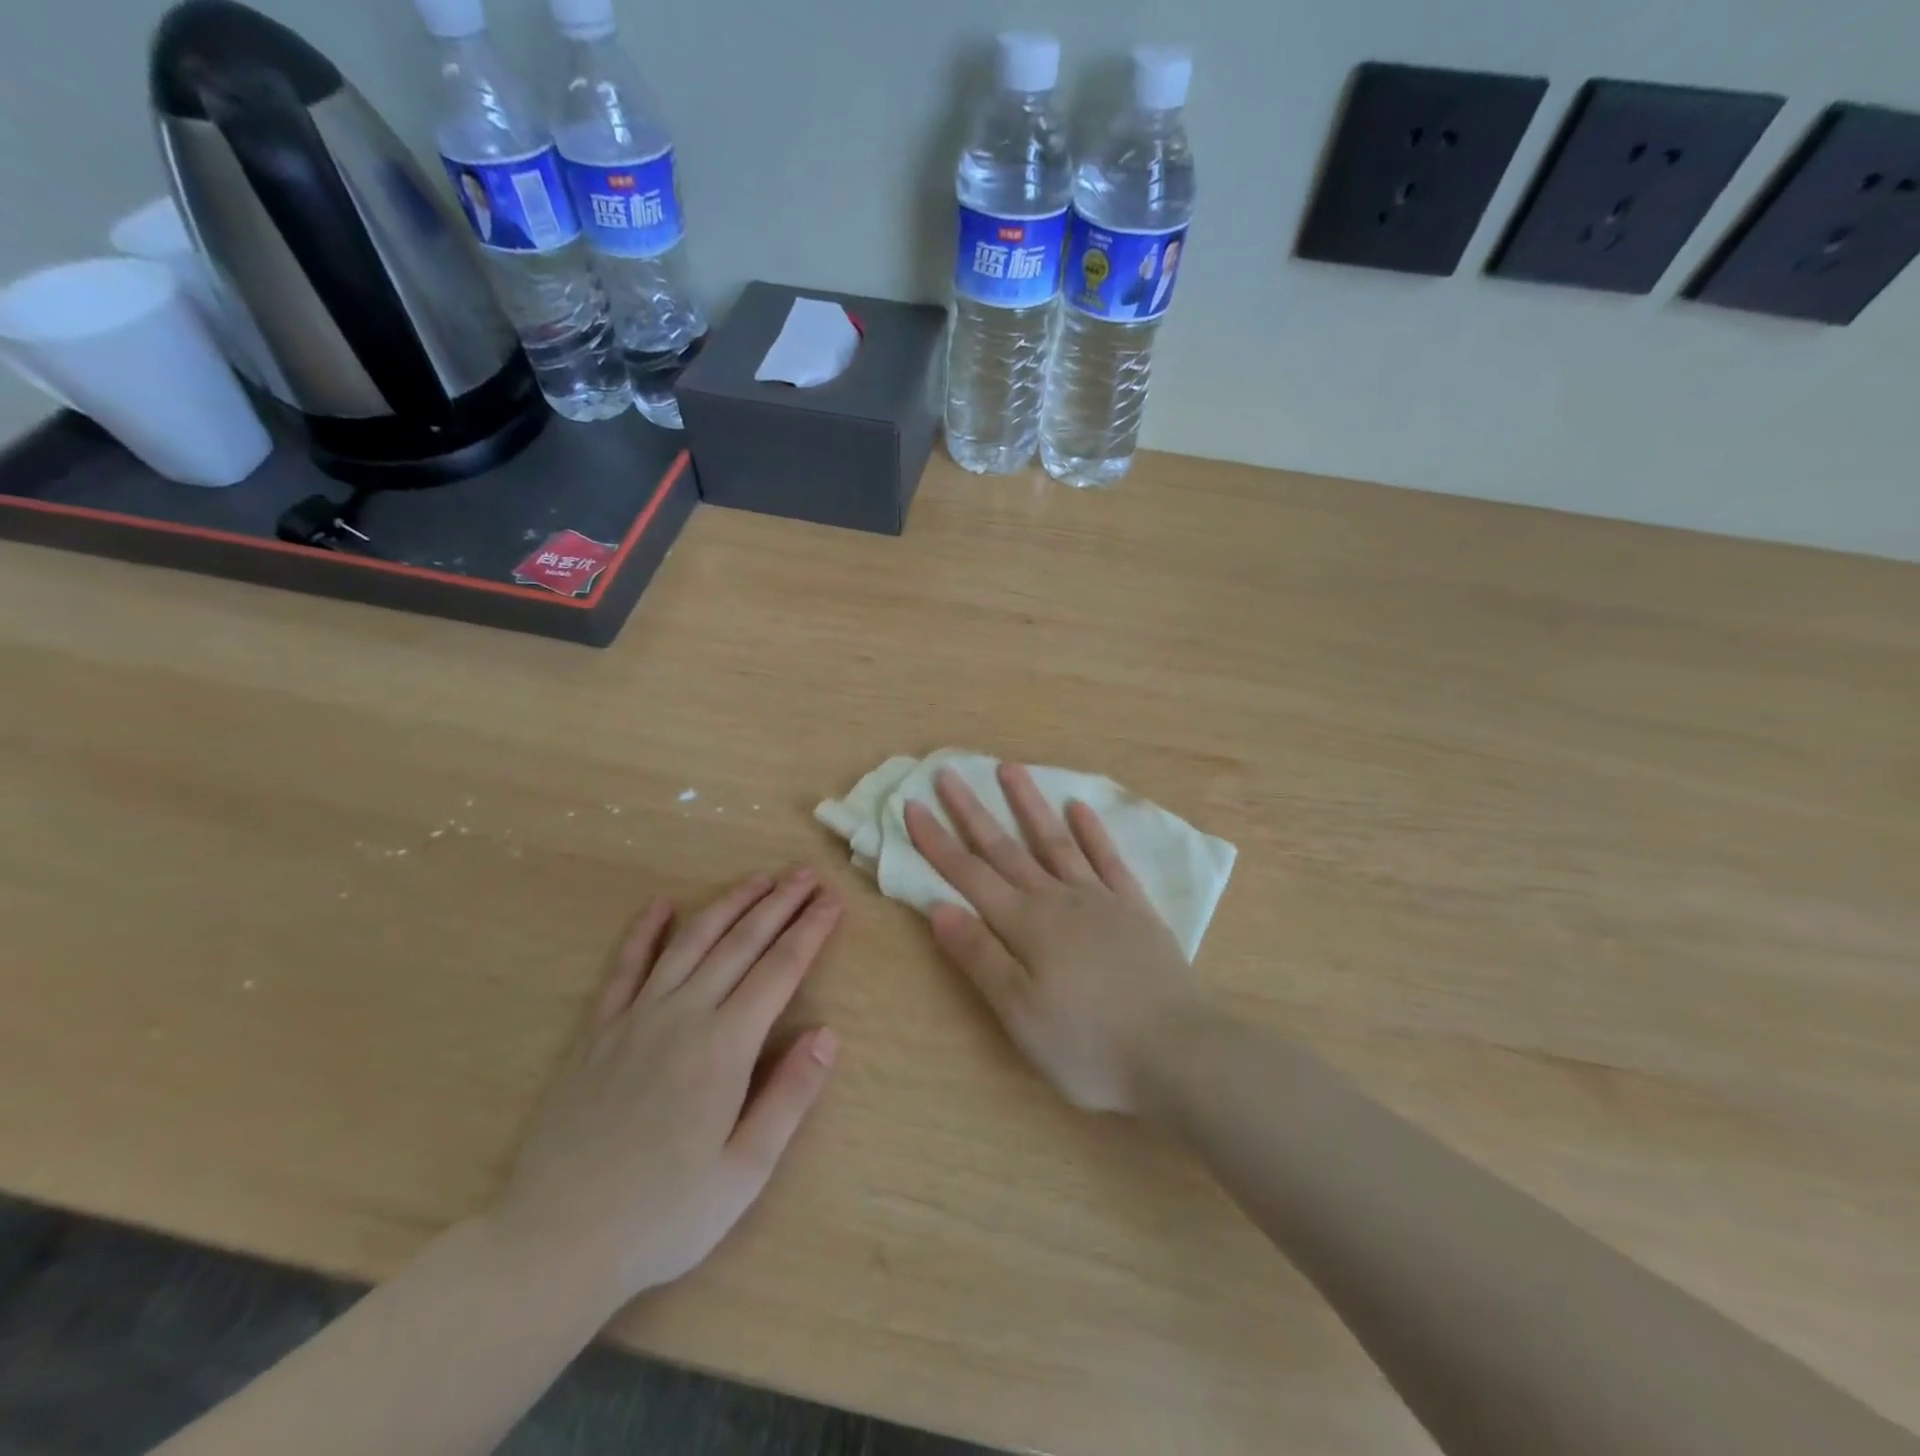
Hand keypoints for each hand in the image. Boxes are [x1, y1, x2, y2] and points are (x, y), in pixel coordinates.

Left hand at [491, 869, 842, 1306]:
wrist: (554, 1242)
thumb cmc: (663, 1215)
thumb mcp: (745, 1171)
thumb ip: (790, 1096)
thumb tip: (828, 1034)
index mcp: (725, 1046)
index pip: (780, 969)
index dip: (810, 931)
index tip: (833, 901)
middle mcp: (683, 1014)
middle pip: (741, 942)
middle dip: (779, 904)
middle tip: (806, 874)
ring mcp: (635, 1017)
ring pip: (691, 941)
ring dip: (728, 904)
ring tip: (758, 878)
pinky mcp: (598, 1030)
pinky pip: (625, 967)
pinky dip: (645, 930)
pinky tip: (661, 904)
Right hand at [905, 765, 1206, 1113]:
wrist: (1178, 1052)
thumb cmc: (1088, 1045)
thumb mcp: (1020, 1014)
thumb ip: (980, 956)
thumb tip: (938, 907)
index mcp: (1025, 925)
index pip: (969, 874)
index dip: (937, 841)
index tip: (912, 804)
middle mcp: (1058, 899)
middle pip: (1006, 848)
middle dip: (972, 811)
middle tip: (948, 772)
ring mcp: (1100, 899)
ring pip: (1055, 841)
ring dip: (1029, 805)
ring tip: (1009, 769)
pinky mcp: (1135, 908)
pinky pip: (1108, 859)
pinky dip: (1092, 831)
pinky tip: (1079, 808)